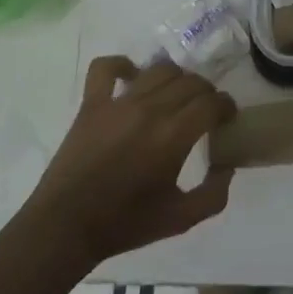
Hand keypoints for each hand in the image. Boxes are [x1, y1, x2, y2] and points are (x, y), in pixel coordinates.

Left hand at [24, 55, 237, 272]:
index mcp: (174, 136)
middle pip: (191, 82)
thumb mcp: (182, 219)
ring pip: (159, 70)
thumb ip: (214, 193)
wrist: (66, 228)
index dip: (226, 107)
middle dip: (207, 93)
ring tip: (176, 96)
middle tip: (205, 111)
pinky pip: (106, 68)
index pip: (212, 103)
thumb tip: (227, 166)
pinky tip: (133, 76)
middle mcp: (150, 110)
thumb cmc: (125, 224)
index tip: (227, 119)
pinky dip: (123, 65)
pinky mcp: (92, 104)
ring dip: (176, 79)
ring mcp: (118, 103)